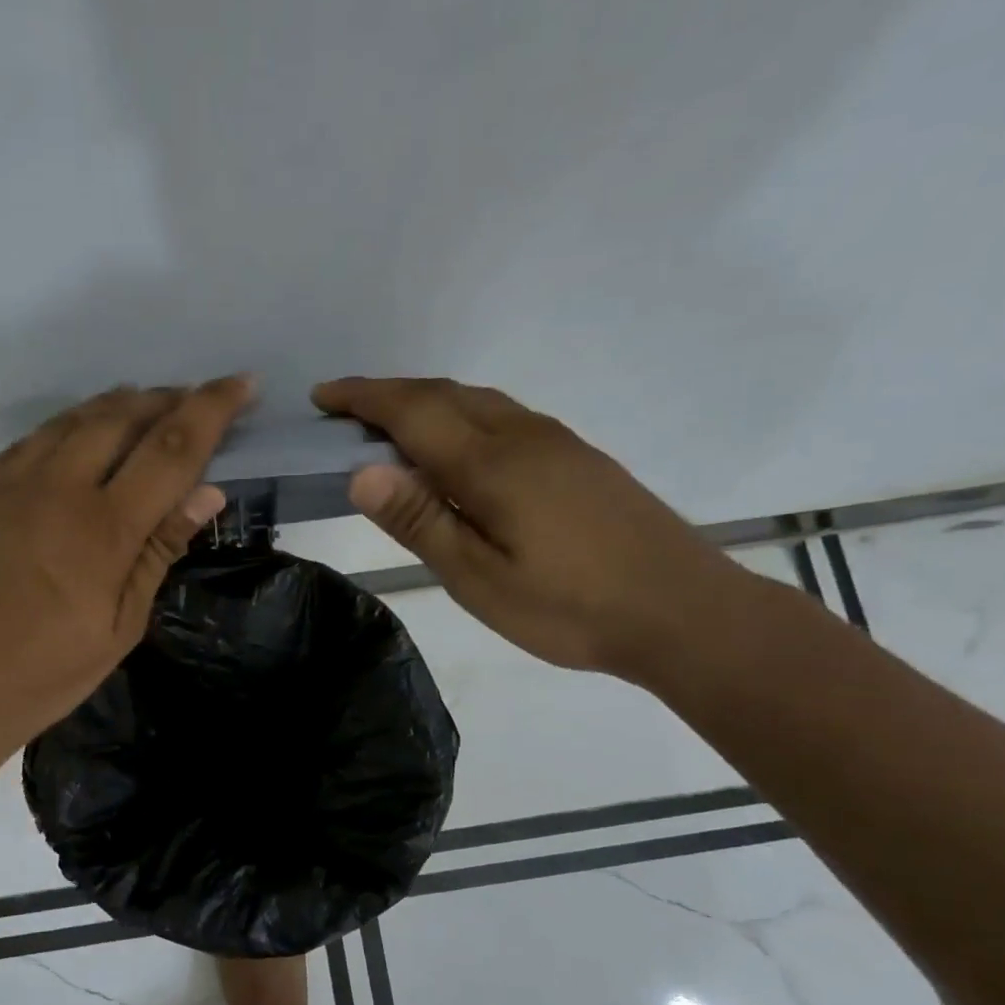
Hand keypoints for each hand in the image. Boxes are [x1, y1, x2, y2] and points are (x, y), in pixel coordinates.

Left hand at [0, 376, 249, 768]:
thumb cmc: (43, 677)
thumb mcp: (119, 628)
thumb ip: (159, 552)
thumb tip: (207, 492)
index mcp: (103, 530)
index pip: (171, 449)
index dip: (212, 409)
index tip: (242, 383)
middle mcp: (56, 489)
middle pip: (121, 417)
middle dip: (167, 398)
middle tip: (194, 398)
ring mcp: (8, 485)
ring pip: (73, 420)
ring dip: (118, 404)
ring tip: (146, 403)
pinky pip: (31, 441)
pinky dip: (68, 426)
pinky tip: (79, 435)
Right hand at [312, 376, 744, 678]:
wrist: (682, 611)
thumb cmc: (569, 607)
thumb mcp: (480, 579)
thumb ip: (421, 521)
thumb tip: (362, 470)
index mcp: (491, 463)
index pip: (412, 411)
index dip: (362, 398)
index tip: (322, 396)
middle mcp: (522, 435)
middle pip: (443, 394)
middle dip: (387, 393)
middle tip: (344, 411)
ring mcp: (556, 442)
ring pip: (476, 399)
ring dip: (425, 400)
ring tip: (390, 426)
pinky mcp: (577, 457)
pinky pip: (502, 415)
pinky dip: (460, 414)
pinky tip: (457, 447)